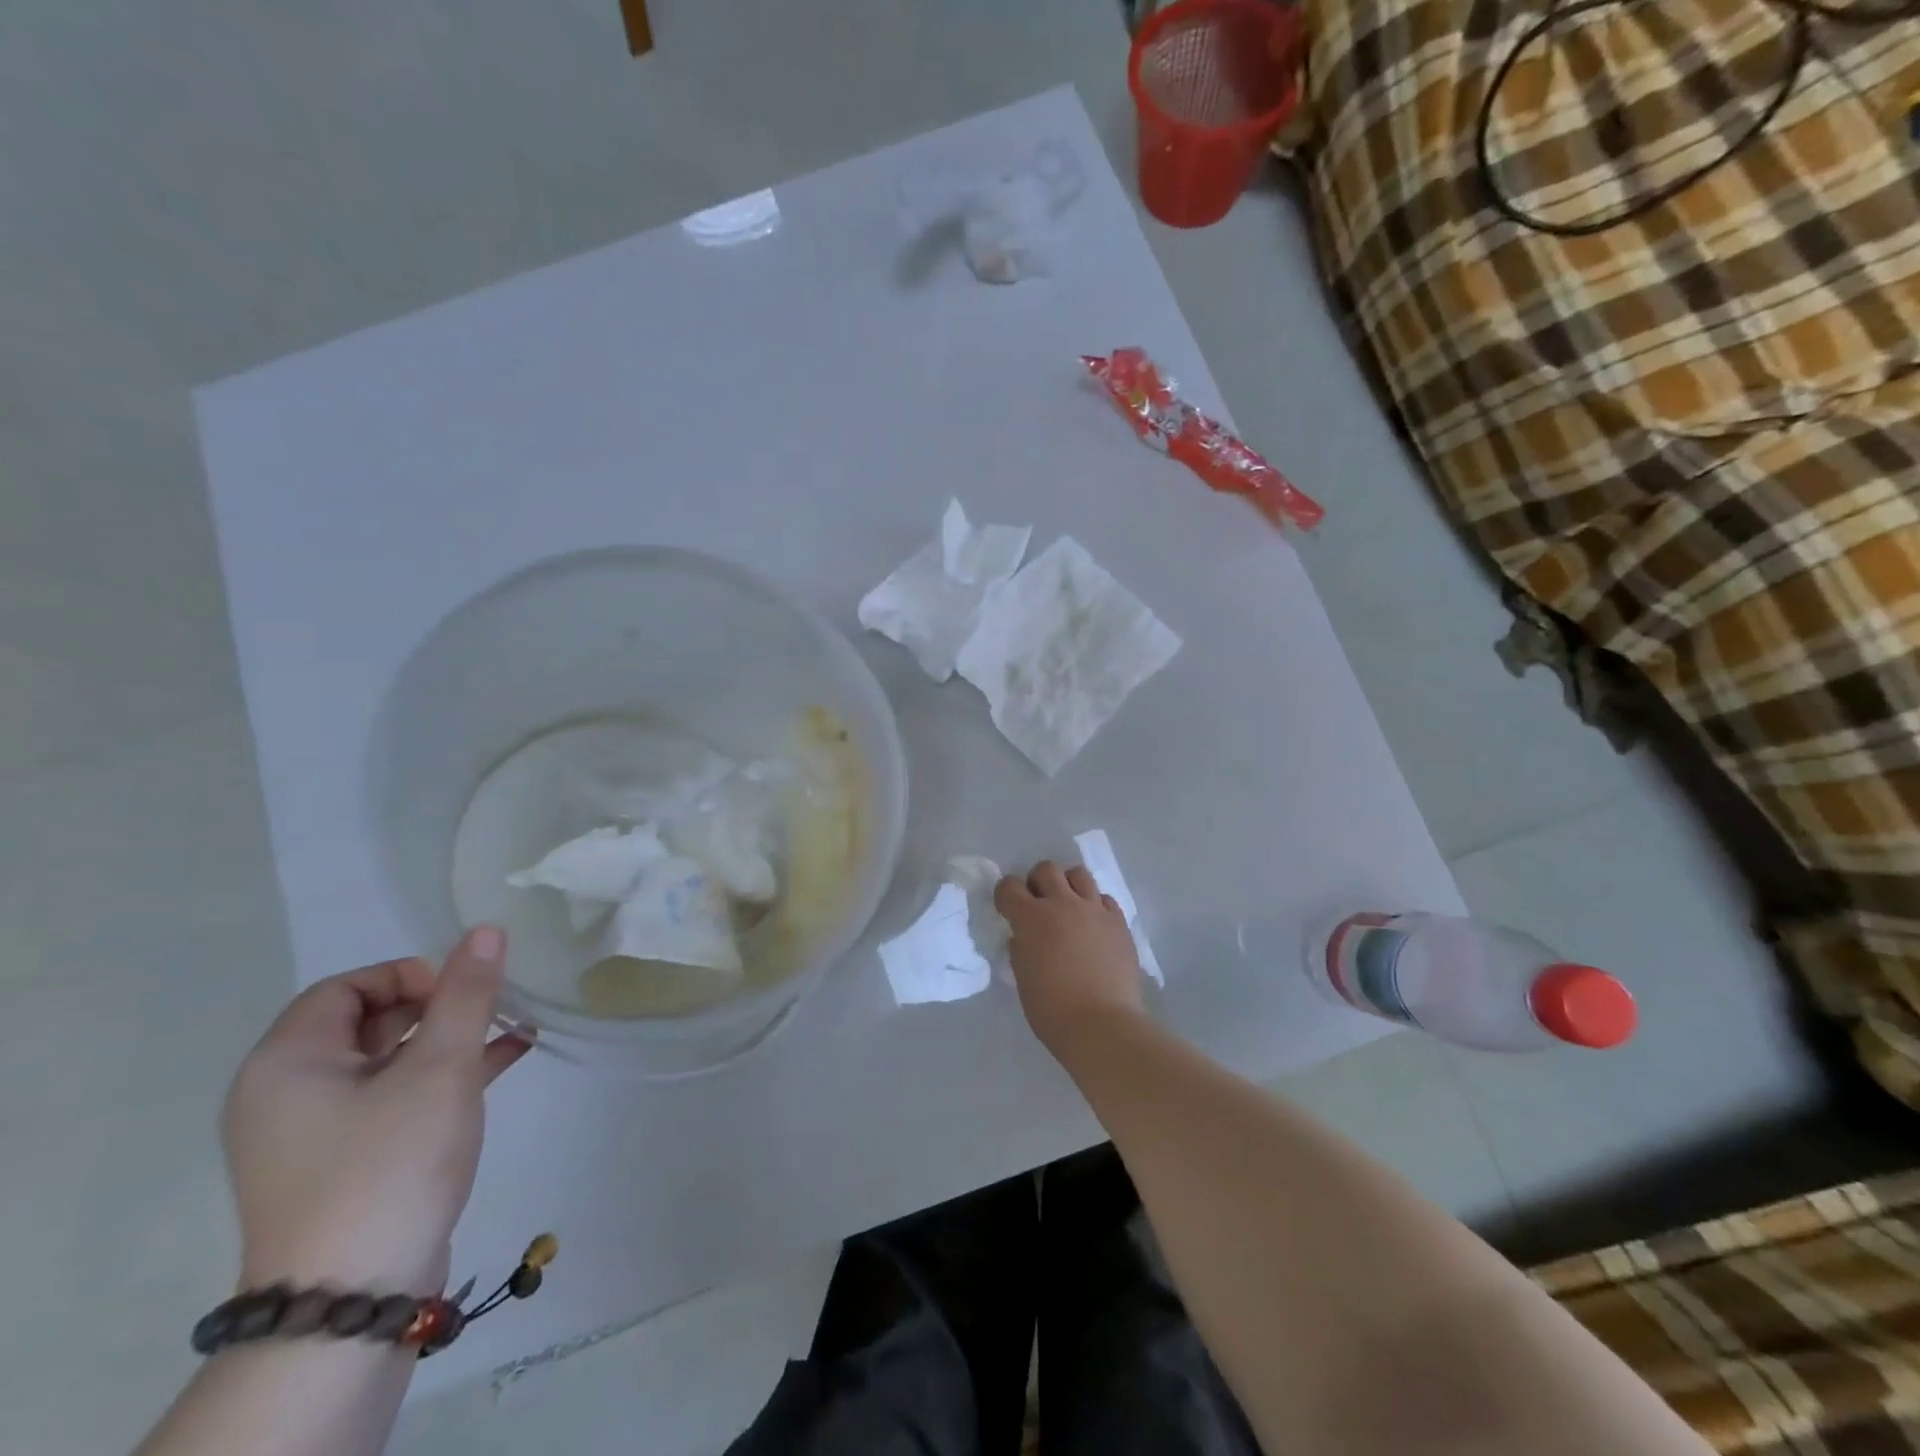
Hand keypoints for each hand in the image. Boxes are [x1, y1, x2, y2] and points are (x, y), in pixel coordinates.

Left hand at [221, 927, 531, 1297]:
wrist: (354, 1298)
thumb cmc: (389, 1162)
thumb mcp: (440, 1068)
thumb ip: (466, 994)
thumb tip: (486, 929)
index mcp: (288, 1063)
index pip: (346, 987)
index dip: (409, 975)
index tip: (461, 992)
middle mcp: (288, 1093)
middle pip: (368, 1021)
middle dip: (438, 1005)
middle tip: (491, 1007)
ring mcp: (317, 1132)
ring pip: (391, 1059)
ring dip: (452, 1037)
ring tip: (514, 1024)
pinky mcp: (349, 1160)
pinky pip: (398, 1095)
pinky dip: (447, 1073)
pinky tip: (508, 1057)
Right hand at [995, 861, 1145, 1056]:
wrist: (1102, 1025)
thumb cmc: (1052, 1010)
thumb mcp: (1023, 977)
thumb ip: (1021, 948)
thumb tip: (1024, 936)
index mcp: (1031, 918)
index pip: (1009, 886)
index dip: (1005, 895)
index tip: (1008, 909)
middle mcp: (1063, 904)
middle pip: (1046, 869)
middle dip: (1037, 882)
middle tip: (1039, 904)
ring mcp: (1094, 910)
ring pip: (1078, 874)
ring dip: (1068, 885)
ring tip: (1069, 907)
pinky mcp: (1119, 922)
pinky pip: (1105, 899)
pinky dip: (1095, 906)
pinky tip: (1094, 925)